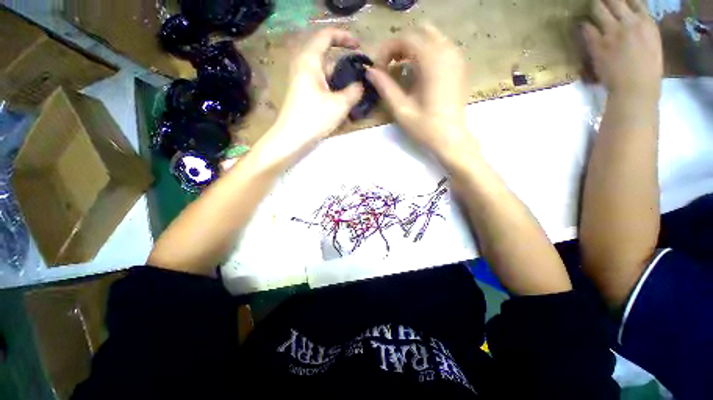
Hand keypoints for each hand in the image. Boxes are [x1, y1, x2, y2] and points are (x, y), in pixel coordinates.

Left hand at [253, 28, 363, 169]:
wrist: (291, 139)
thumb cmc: (314, 118)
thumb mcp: (339, 104)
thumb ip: (354, 91)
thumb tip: (361, 85)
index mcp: (310, 61)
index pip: (327, 36)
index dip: (345, 37)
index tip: (359, 46)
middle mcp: (304, 66)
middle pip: (327, 57)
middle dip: (345, 65)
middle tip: (361, 76)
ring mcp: (302, 81)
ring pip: (326, 74)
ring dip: (341, 82)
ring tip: (356, 94)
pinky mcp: (304, 94)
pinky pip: (322, 86)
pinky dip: (334, 91)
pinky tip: (344, 104)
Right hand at [366, 23, 474, 169]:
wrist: (451, 139)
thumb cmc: (426, 127)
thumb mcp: (401, 109)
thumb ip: (385, 87)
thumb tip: (369, 71)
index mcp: (432, 62)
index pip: (406, 39)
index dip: (387, 50)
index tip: (379, 69)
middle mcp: (447, 52)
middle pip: (420, 31)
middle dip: (400, 45)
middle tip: (389, 65)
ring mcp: (456, 57)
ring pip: (431, 37)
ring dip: (413, 48)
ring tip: (401, 67)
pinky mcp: (459, 66)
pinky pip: (440, 46)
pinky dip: (425, 52)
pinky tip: (418, 71)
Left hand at [584, 0, 662, 98]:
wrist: (635, 87)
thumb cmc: (647, 69)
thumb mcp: (652, 41)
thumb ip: (641, 26)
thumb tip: (631, 16)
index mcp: (646, 22)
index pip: (633, 0)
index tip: (616, 1)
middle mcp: (630, 22)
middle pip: (613, 0)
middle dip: (605, 0)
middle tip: (599, 2)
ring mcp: (613, 32)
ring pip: (598, 9)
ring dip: (593, 8)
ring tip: (590, 10)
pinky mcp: (598, 44)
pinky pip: (586, 28)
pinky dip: (583, 25)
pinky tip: (582, 26)